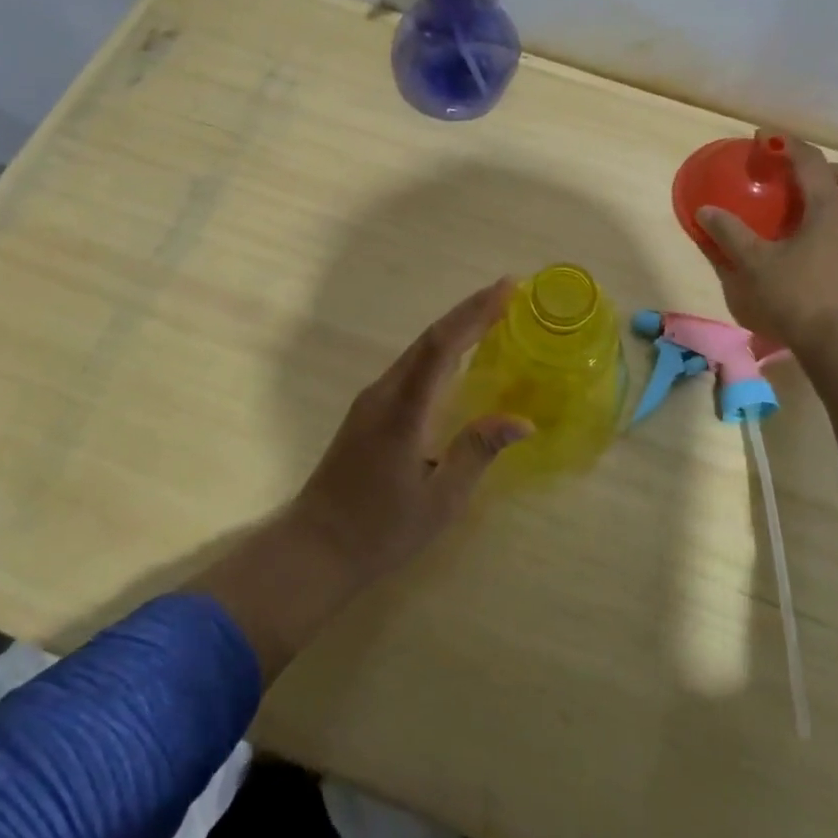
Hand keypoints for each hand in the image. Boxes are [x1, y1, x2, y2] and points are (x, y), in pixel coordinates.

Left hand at [290, 279, 531, 584]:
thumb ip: (477, 452)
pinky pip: (411, 367)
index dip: (475, 313)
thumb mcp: (440, 500)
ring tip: (492, 314)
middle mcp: (384, 393)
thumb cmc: (380, 530)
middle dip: (469, 311)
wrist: (315, 548)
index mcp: (403, 410)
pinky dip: (440, 350)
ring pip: (418, 350)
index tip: (507, 288)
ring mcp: (372, 400)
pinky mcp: (368, 411)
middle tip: (509, 292)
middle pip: (429, 339)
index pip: (442, 346)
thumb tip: (523, 420)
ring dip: (454, 328)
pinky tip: (458, 355)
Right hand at [697, 134, 837, 351]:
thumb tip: (706, 210)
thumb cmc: (795, 296)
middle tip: (799, 180)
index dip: (787, 145)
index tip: (764, 138)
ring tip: (801, 211)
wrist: (837, 342)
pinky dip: (834, 224)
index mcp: (829, 210)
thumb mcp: (754, 263)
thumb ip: (730, 233)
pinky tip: (809, 243)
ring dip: (834, 198)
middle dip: (830, 171)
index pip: (811, 163)